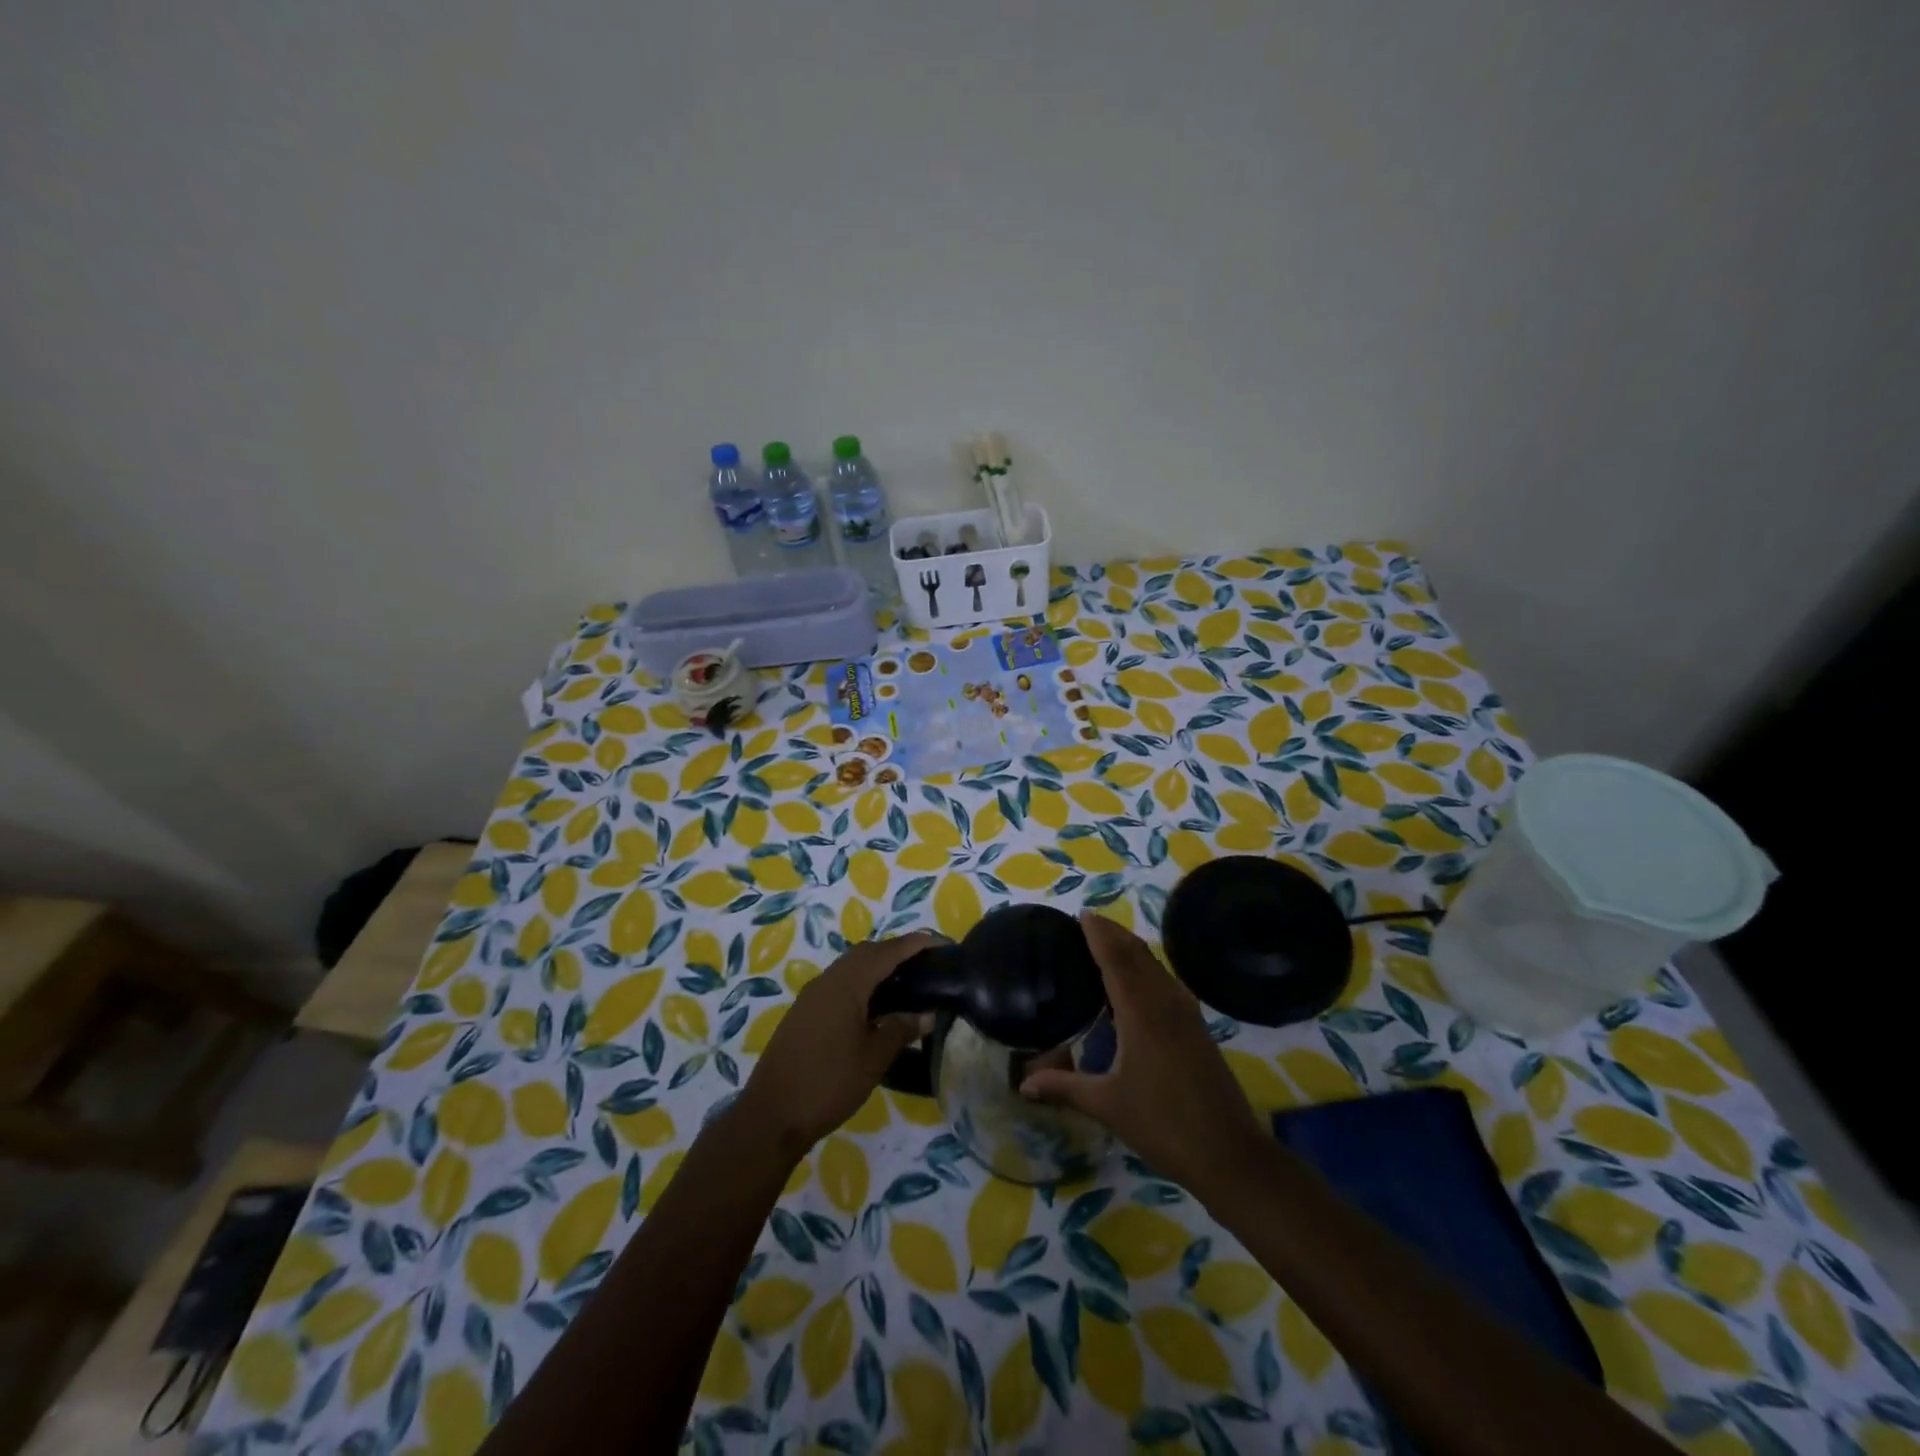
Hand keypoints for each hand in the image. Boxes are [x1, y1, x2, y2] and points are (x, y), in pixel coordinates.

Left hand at [740, 933, 935, 1158]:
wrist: (770, 1116)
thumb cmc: (827, 1084)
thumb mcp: (873, 1059)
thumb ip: (901, 1029)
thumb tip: (926, 1014)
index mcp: (847, 984)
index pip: (888, 952)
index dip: (918, 944)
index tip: (944, 944)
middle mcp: (828, 980)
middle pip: (868, 952)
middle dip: (899, 951)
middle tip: (928, 963)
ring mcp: (812, 995)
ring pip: (851, 966)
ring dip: (879, 966)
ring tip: (908, 982)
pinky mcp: (804, 1012)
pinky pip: (839, 982)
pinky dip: (862, 982)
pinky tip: (876, 1006)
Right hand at [1020, 913, 1266, 1197]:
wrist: (1230, 1154)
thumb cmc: (1164, 1125)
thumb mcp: (1107, 1105)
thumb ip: (1064, 1087)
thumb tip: (1022, 1083)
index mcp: (1141, 1011)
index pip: (1116, 958)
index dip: (1099, 934)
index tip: (1080, 915)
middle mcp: (1165, 1002)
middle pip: (1138, 954)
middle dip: (1114, 934)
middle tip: (1088, 925)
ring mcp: (1186, 1014)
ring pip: (1156, 967)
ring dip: (1132, 950)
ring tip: (1107, 947)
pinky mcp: (1197, 1028)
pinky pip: (1167, 984)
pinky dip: (1147, 971)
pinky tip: (1137, 988)